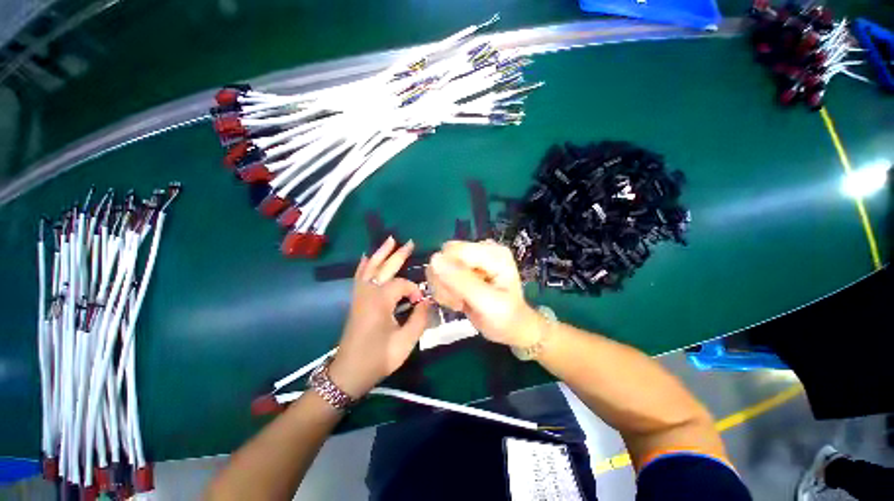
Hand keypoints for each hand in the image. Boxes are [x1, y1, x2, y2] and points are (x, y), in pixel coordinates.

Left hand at [328, 237, 430, 397]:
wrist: (348, 374)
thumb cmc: (377, 358)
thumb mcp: (405, 342)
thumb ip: (419, 319)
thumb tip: (426, 302)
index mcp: (380, 301)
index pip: (402, 284)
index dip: (414, 291)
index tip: (421, 304)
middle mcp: (368, 293)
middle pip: (384, 267)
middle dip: (398, 254)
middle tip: (410, 242)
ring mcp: (359, 295)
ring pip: (370, 267)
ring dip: (381, 254)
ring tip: (390, 240)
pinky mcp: (356, 301)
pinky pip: (360, 276)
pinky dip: (364, 264)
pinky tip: (367, 257)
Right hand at [425, 240, 539, 346]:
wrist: (510, 328)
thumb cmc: (505, 317)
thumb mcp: (487, 302)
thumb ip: (462, 281)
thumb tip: (434, 259)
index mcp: (492, 253)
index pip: (454, 250)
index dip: (447, 274)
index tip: (458, 297)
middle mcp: (480, 251)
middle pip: (444, 256)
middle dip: (445, 282)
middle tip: (459, 301)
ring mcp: (470, 260)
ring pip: (438, 266)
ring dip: (443, 289)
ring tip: (460, 303)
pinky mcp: (462, 270)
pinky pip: (439, 275)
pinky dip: (444, 291)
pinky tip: (458, 301)